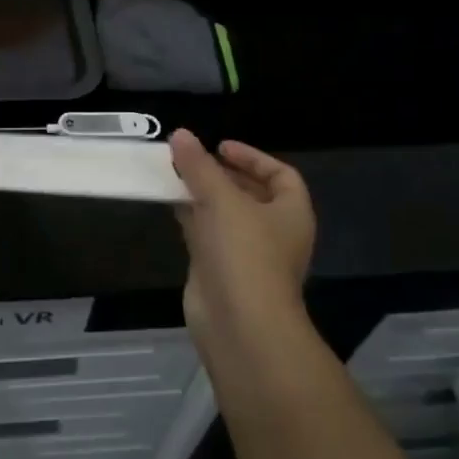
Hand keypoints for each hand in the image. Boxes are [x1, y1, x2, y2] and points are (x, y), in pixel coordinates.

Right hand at [169, 130, 315, 332]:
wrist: (240, 325)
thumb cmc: (245, 254)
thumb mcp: (222, 199)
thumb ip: (199, 165)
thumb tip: (180, 134)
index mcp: (291, 213)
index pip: (280, 175)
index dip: (252, 157)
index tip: (219, 147)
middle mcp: (273, 232)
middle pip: (250, 193)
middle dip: (221, 174)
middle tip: (191, 159)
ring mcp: (246, 253)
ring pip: (224, 213)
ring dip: (201, 193)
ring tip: (173, 174)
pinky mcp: (220, 269)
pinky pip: (205, 233)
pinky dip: (189, 216)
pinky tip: (168, 202)